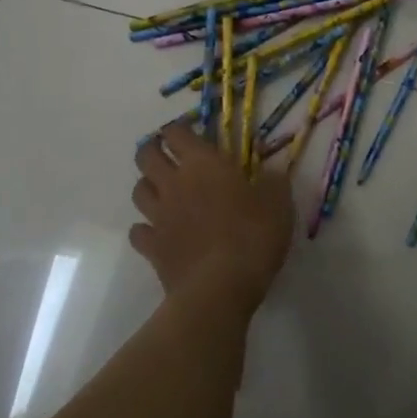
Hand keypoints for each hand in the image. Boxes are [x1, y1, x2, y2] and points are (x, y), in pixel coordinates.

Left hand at [131, 119, 293, 308]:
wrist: (219, 288)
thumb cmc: (252, 237)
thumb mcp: (278, 204)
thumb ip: (273, 182)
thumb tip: (271, 171)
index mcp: (203, 164)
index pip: (178, 133)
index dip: (179, 128)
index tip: (189, 131)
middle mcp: (175, 183)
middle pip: (146, 156)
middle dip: (153, 150)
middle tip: (168, 154)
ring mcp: (159, 216)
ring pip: (138, 190)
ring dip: (148, 185)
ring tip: (162, 190)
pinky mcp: (152, 248)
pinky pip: (138, 231)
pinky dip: (145, 228)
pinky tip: (158, 232)